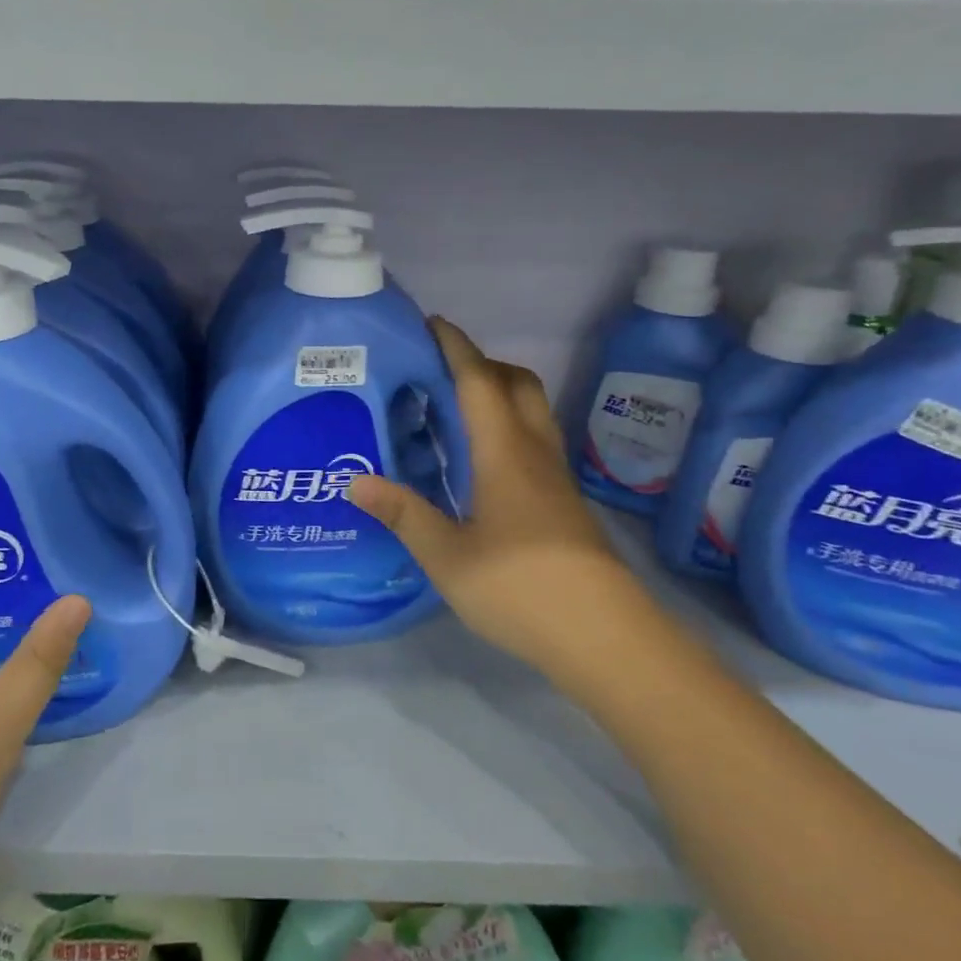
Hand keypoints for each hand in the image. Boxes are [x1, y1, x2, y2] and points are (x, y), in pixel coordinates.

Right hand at [347, 318, 641, 670]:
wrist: (604, 636)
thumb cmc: (520, 588)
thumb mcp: (447, 556)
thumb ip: (403, 514)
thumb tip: (355, 481)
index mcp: (503, 452)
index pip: (479, 381)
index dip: (456, 347)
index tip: (431, 324)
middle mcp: (535, 452)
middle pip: (518, 384)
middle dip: (482, 364)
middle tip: (439, 374)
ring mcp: (556, 477)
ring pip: (532, 411)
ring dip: (499, 394)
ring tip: (455, 412)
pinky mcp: (565, 501)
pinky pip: (535, 441)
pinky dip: (508, 427)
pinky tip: (482, 463)